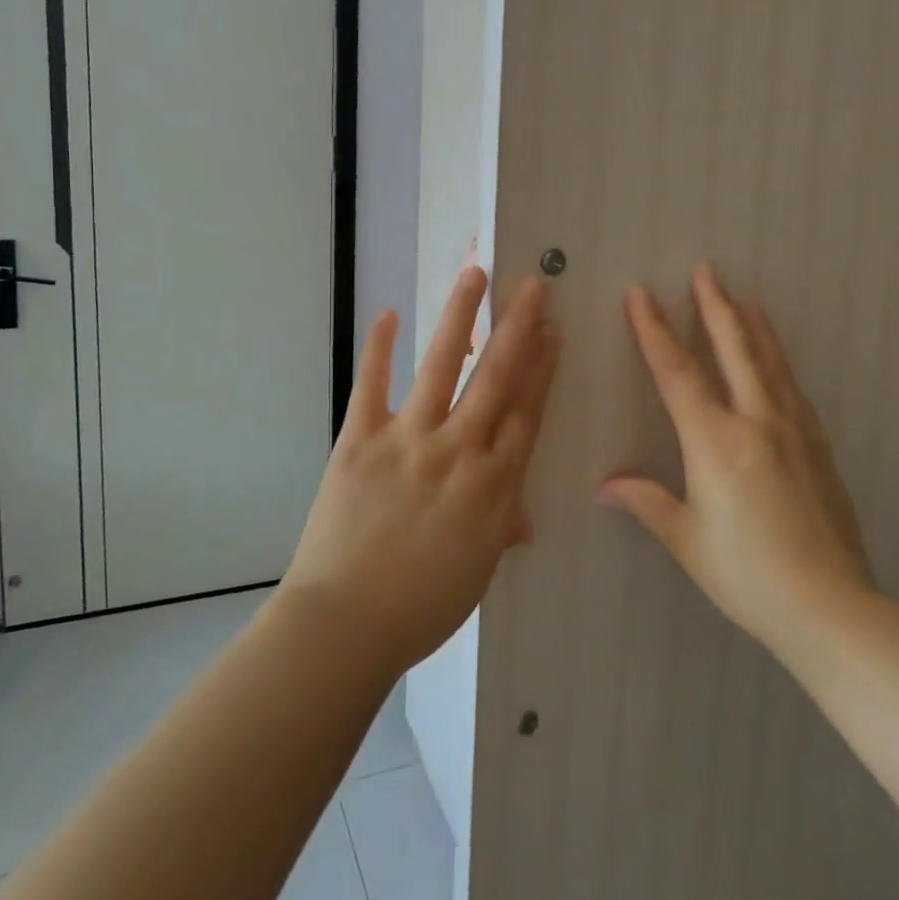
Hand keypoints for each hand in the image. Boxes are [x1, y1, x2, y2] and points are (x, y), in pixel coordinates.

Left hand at [282, 268, 561, 677]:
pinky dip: (378, 348)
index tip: (552, 332)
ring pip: (441, 367)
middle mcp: (457, 451)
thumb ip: (500, 528)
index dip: (542, 369)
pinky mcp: (360, 440)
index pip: (526, 413)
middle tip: (532, 286)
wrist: (345, 624)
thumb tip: (520, 515)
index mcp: (493, 486)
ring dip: (459, 317)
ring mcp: (407, 440)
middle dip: (517, 328)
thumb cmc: (420, 607)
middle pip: (496, 379)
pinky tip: (388, 313)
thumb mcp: (477, 571)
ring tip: (474, 275)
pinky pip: (371, 385)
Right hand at [601, 263, 874, 658]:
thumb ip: (646, 501)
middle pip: (733, 349)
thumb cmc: (747, 574)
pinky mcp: (819, 448)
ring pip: (770, 362)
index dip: (655, 329)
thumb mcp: (686, 538)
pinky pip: (792, 388)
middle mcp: (756, 422)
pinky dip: (778, 361)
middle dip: (714, 306)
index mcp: (715, 441)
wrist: (832, 609)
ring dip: (752, 325)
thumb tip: (605, 486)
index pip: (677, 371)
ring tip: (743, 298)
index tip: (640, 293)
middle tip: (706, 269)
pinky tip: (776, 360)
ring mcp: (794, 431)